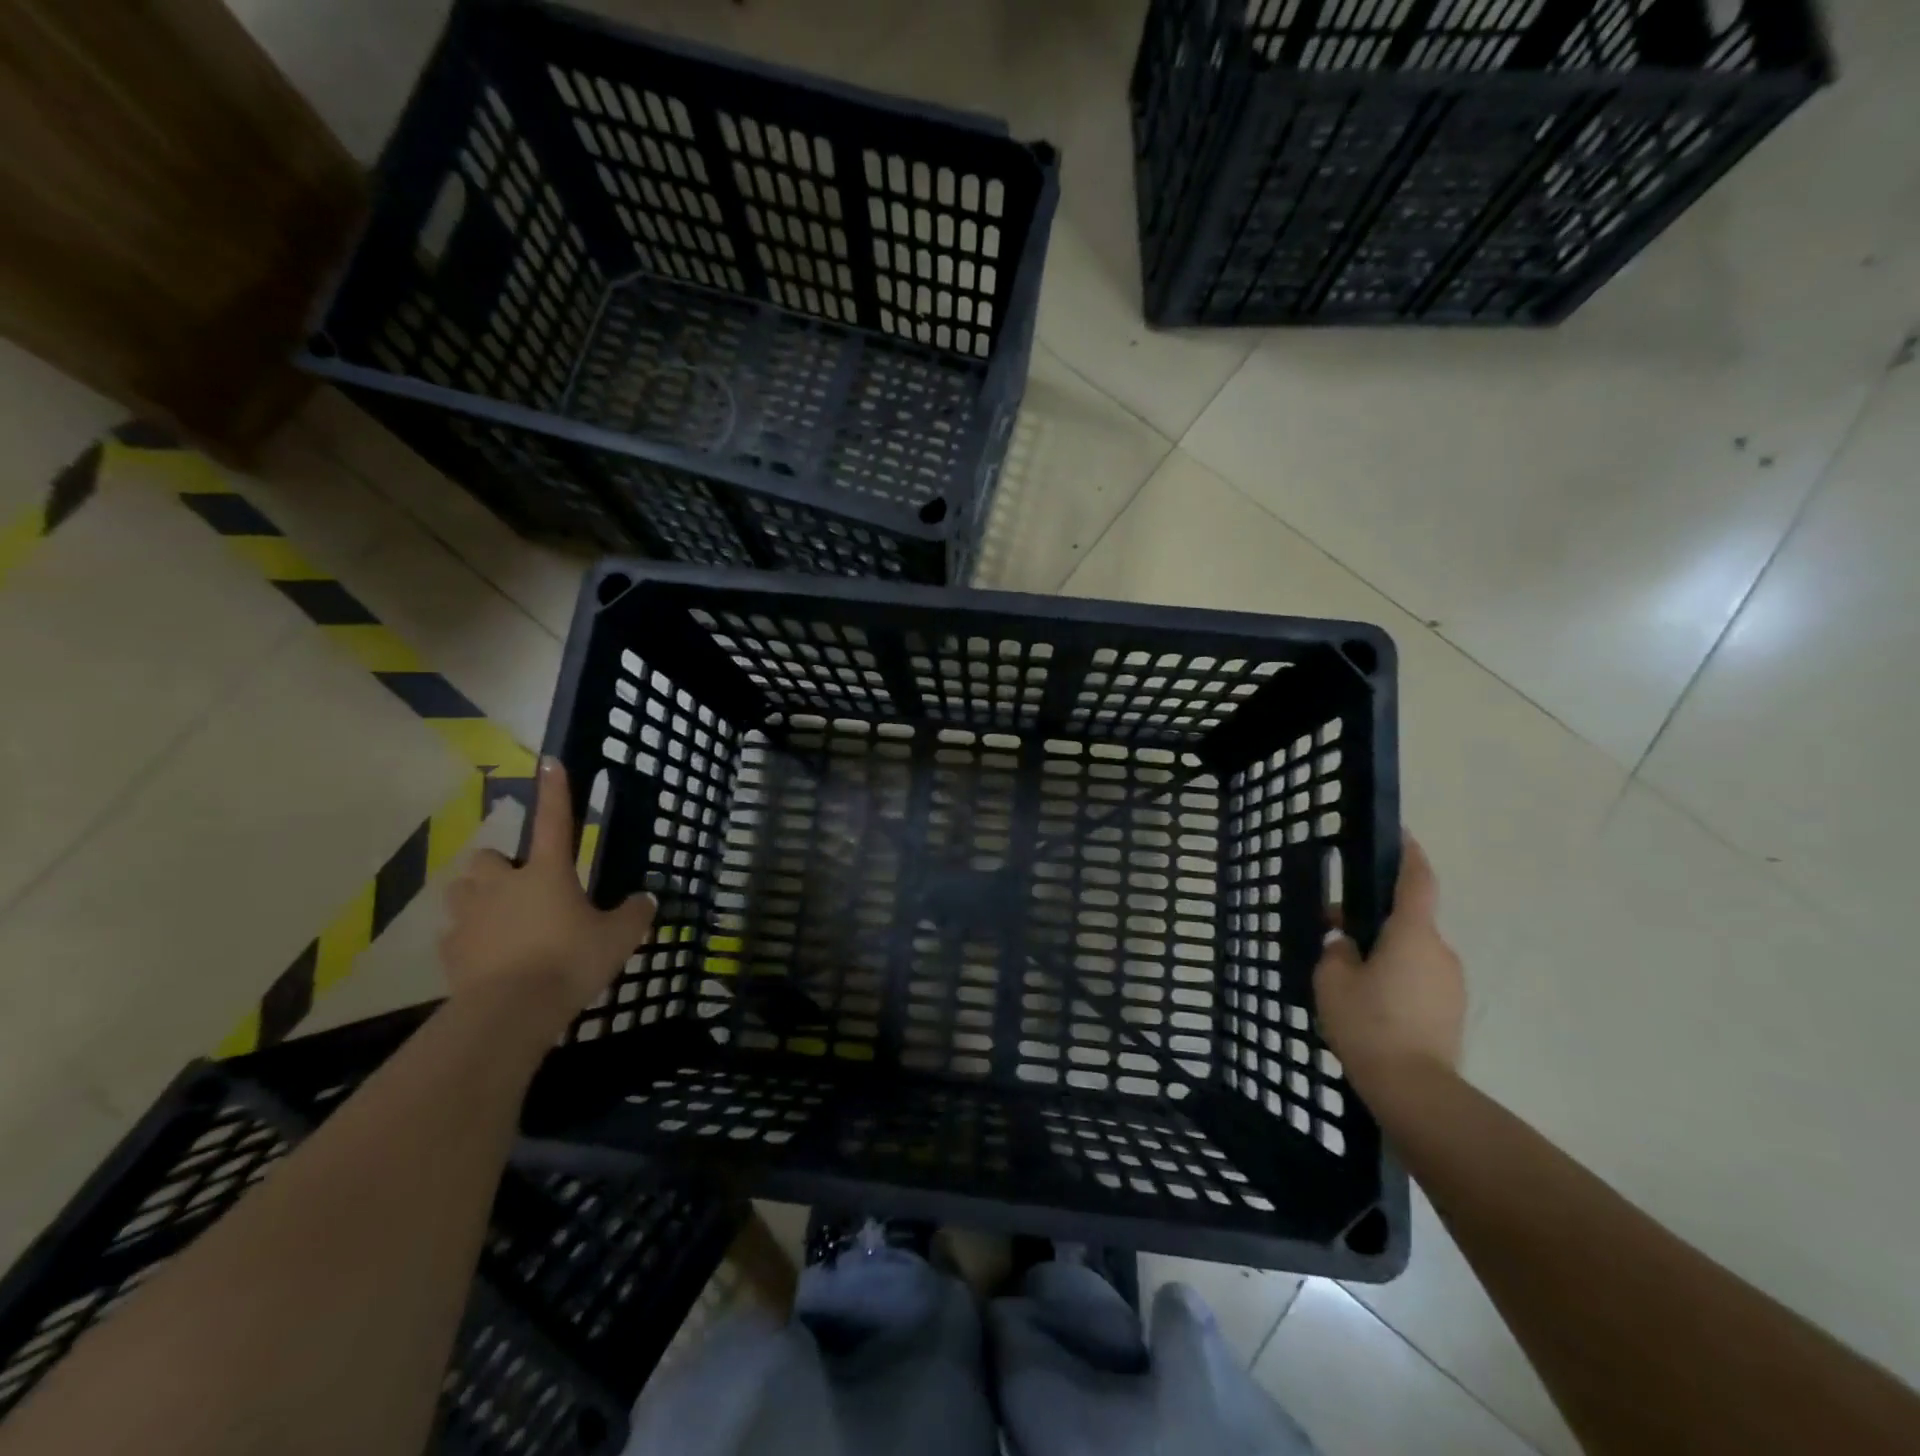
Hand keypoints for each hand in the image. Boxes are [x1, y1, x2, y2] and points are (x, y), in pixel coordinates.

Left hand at [440, 758, 653, 1021]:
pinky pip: (456, 934)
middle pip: (487, 858)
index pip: (554, 821)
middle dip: (499, 867)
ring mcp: (471, 917)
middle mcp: (503, 885)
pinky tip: (488, 957)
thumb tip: (646, 899)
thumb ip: (634, 914)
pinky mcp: (451, 950)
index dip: (555, 791)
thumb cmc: (570, 961)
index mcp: (547, 873)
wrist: (511, 1012)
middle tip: (521, 886)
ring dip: (478, 897)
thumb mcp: (618, 938)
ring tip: (500, 920)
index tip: (550, 761)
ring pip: (463, 890)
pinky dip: (470, 939)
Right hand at [1314, 831, 1464, 1092]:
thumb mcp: (1333, 980)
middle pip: (1407, 920)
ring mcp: (1451, 983)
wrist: (1415, 1089)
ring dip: (1384, 951)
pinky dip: (1396, 978)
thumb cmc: (1369, 1023)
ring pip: (1412, 952)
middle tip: (1335, 929)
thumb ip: (1337, 952)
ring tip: (1347, 974)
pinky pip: (1420, 979)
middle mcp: (1439, 950)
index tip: (1401, 835)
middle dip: (1374, 918)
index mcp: (1411, 934)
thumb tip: (1347, 946)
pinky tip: (1369, 1002)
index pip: (1417, 881)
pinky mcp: (1451, 1010)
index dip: (1409, 855)